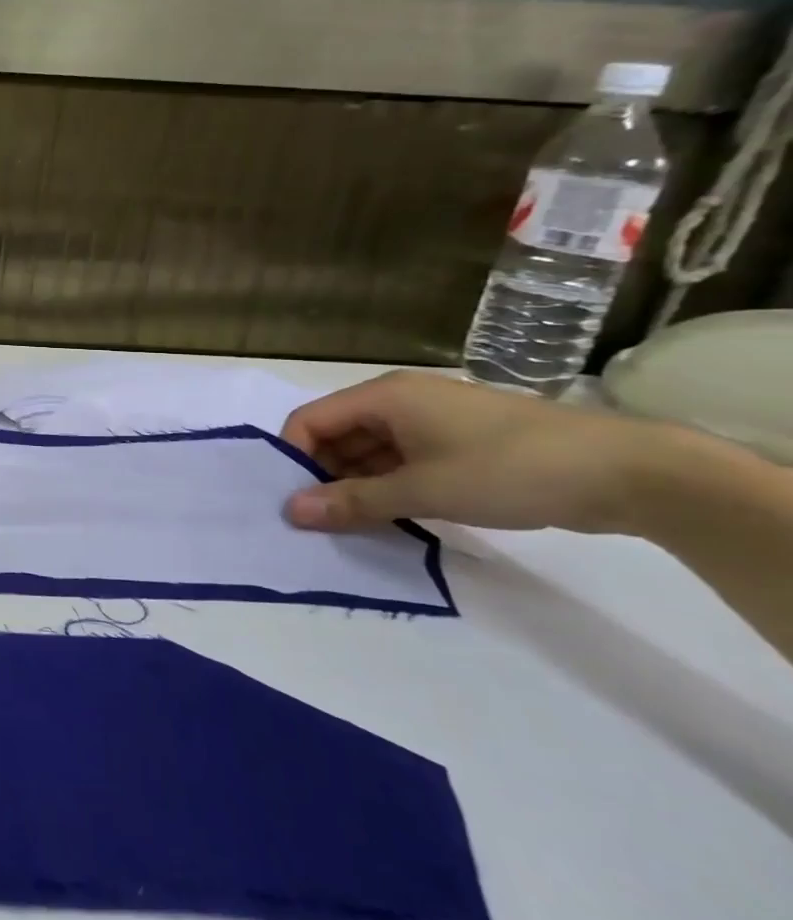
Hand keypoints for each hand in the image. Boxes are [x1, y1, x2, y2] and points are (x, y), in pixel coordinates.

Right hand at [279, 371, 651, 534]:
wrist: (628, 473)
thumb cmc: (509, 469)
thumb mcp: (423, 490)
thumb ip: (352, 501)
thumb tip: (290, 512)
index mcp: (384, 396)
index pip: (310, 421)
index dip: (294, 458)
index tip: (299, 502)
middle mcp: (400, 399)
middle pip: (337, 434)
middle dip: (325, 474)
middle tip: (325, 520)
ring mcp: (432, 420)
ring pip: (369, 449)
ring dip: (358, 484)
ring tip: (358, 524)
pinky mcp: (459, 441)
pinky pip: (402, 459)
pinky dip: (390, 484)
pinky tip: (395, 515)